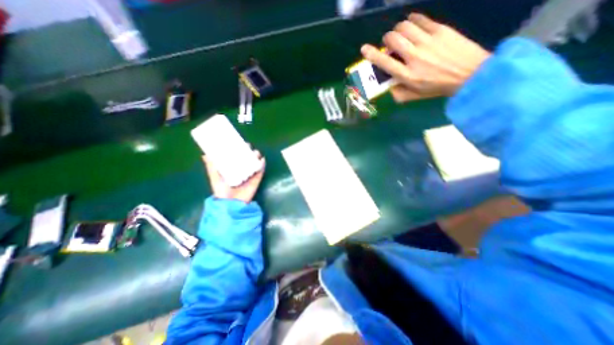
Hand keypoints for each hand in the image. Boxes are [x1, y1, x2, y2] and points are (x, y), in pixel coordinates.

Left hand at [203, 151, 265, 204]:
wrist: (231, 203)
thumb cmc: (222, 191)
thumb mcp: (215, 177)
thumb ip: (211, 167)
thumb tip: (205, 155)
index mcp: (233, 169)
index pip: (237, 157)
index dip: (239, 149)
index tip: (240, 142)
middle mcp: (242, 170)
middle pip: (247, 158)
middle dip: (249, 151)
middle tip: (248, 146)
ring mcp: (250, 175)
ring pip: (255, 163)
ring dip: (256, 156)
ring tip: (255, 152)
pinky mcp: (256, 179)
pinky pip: (260, 171)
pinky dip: (262, 165)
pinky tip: (262, 159)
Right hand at [361, 14, 492, 101]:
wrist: (470, 74)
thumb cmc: (438, 88)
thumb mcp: (415, 96)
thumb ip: (398, 93)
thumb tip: (388, 86)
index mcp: (407, 75)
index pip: (385, 62)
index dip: (372, 54)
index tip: (364, 49)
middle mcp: (414, 57)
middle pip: (393, 39)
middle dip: (387, 39)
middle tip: (389, 43)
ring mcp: (427, 41)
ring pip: (405, 26)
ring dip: (398, 29)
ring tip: (401, 34)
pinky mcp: (440, 30)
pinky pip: (421, 19)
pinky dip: (413, 20)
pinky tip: (413, 24)